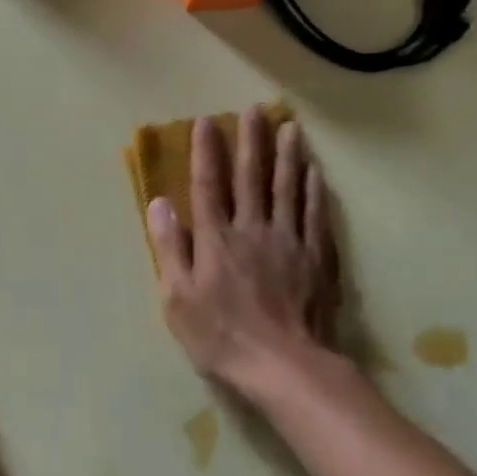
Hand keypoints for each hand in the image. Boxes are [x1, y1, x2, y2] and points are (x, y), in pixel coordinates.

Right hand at [148, 108, 356, 408]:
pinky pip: (315, 215)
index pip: (208, 185)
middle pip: (252, 177)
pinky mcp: (317, 259)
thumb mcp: (178, 299)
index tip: (206, 122)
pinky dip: (315, 190)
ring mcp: (289, 241)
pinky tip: (315, 172)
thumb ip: (169, 248)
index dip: (206, 152)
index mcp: (216, 238)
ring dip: (287, 155)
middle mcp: (253, 229)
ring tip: (290, 127)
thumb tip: (159, 203)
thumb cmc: (221, 336)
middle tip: (255, 109)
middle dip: (252, 141)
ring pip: (288, 189)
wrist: (285, 367)